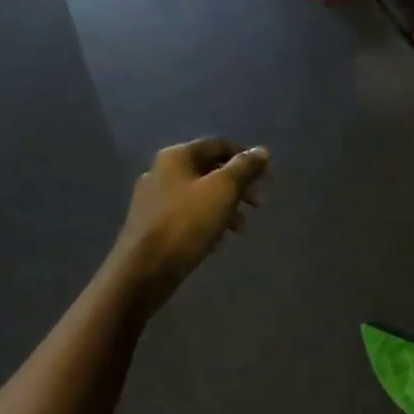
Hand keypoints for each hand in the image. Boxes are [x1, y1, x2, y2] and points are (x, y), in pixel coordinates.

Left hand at [112, 138, 268, 309]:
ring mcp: (155, 199)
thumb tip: (262, 151)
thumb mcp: (223, 190)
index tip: (267, 178)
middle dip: (239, 186)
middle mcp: (162, 171)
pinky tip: (218, 242)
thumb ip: (244, 168)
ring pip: (200, 195)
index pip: (219, 146)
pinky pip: (188, 215)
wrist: (145, 268)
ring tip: (241, 229)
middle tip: (259, 204)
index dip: (247, 158)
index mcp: (177, 157)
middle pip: (210, 170)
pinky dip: (208, 222)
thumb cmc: (187, 223)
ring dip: (227, 207)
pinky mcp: (153, 224)